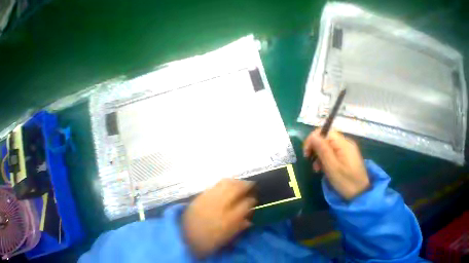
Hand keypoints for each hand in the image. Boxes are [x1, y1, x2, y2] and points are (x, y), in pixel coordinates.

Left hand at [182, 178, 255, 257]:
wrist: (184, 234)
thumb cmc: (206, 239)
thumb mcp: (224, 238)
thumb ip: (238, 227)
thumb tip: (249, 219)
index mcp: (226, 219)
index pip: (244, 205)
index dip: (252, 200)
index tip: (255, 198)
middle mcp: (221, 204)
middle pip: (236, 189)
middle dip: (246, 185)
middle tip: (252, 184)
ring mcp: (212, 195)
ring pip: (228, 183)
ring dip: (237, 180)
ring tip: (242, 181)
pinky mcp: (206, 192)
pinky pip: (219, 182)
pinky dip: (228, 179)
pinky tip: (230, 180)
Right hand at [303, 129, 369, 199]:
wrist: (360, 195)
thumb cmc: (346, 181)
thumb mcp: (331, 166)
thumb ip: (322, 149)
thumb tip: (312, 135)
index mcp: (343, 144)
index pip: (323, 132)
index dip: (312, 138)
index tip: (307, 150)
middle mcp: (343, 144)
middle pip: (322, 138)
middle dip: (313, 147)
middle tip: (308, 158)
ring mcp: (343, 150)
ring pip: (323, 145)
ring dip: (316, 155)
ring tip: (315, 167)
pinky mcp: (342, 155)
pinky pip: (327, 152)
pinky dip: (321, 158)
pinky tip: (320, 168)